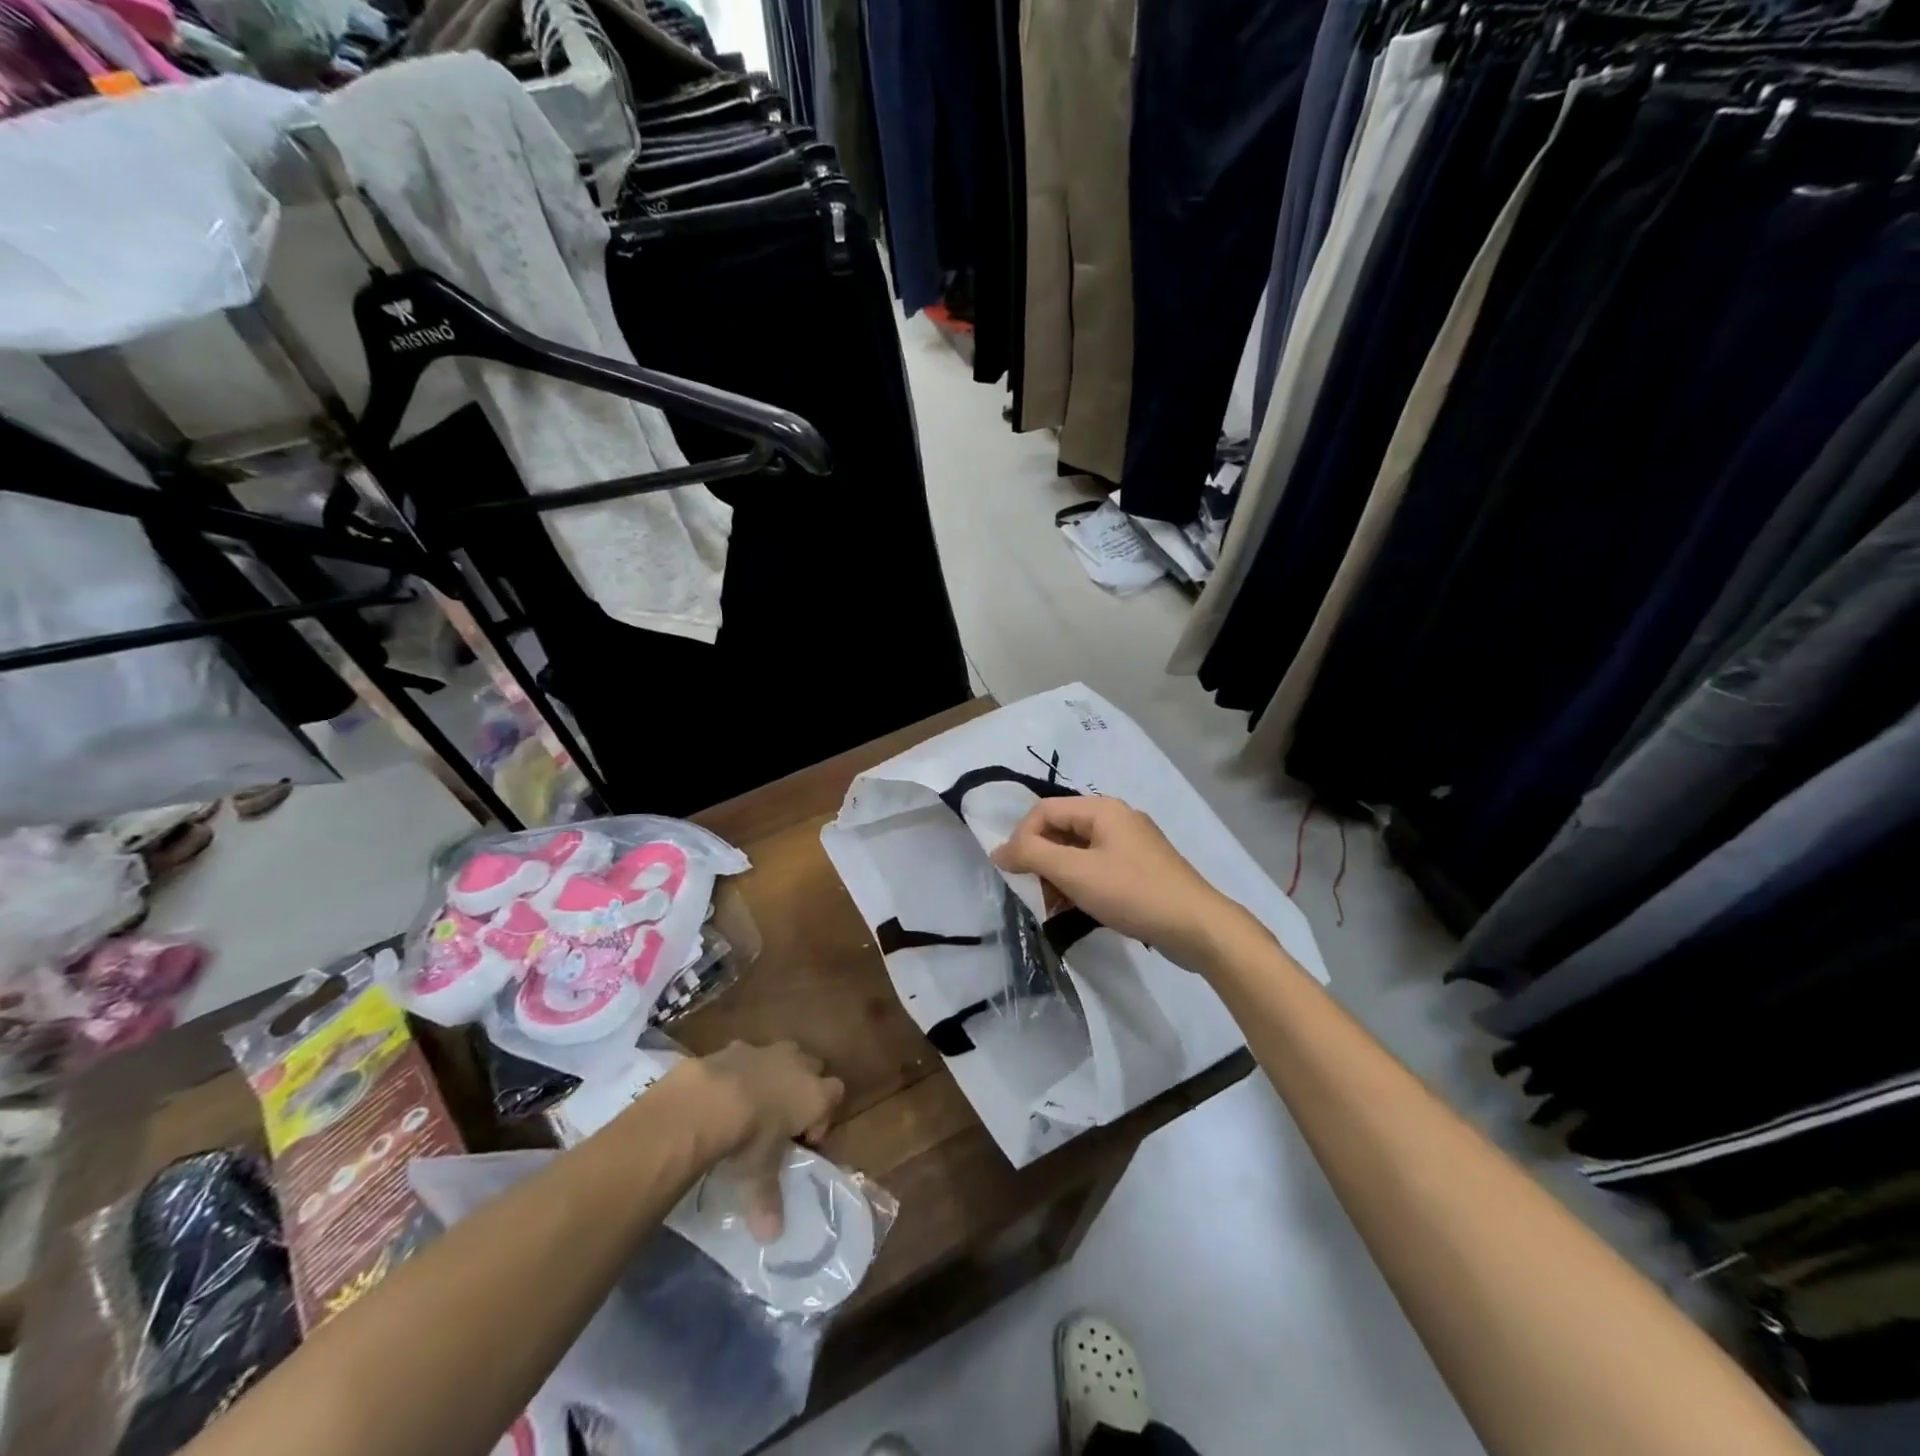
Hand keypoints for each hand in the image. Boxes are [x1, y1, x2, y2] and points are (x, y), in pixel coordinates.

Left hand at [672, 1041, 844, 1241]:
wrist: (708, 1100)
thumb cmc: (749, 1139)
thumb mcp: (759, 1175)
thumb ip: (768, 1201)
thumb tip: (771, 1237)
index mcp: (815, 1093)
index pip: (836, 1094)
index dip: (823, 1115)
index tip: (804, 1139)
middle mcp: (797, 1065)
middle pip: (813, 1067)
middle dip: (802, 1087)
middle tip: (782, 1119)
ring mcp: (767, 1050)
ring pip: (782, 1054)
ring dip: (774, 1073)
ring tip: (752, 1103)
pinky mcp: (735, 1045)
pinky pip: (746, 1054)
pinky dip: (740, 1069)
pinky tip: (722, 1092)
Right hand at [990, 795, 1263, 974]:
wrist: (1198, 927)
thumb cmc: (1132, 893)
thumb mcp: (1075, 872)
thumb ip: (1031, 855)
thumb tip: (998, 850)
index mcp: (1102, 809)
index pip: (1044, 810)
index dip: (1021, 838)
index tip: (1014, 874)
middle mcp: (1117, 818)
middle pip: (1061, 829)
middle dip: (1041, 860)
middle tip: (1037, 894)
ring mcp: (1132, 844)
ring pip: (1078, 851)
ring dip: (1060, 876)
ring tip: (1056, 908)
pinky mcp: (1141, 869)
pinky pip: (1098, 867)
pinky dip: (1081, 885)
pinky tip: (1080, 910)